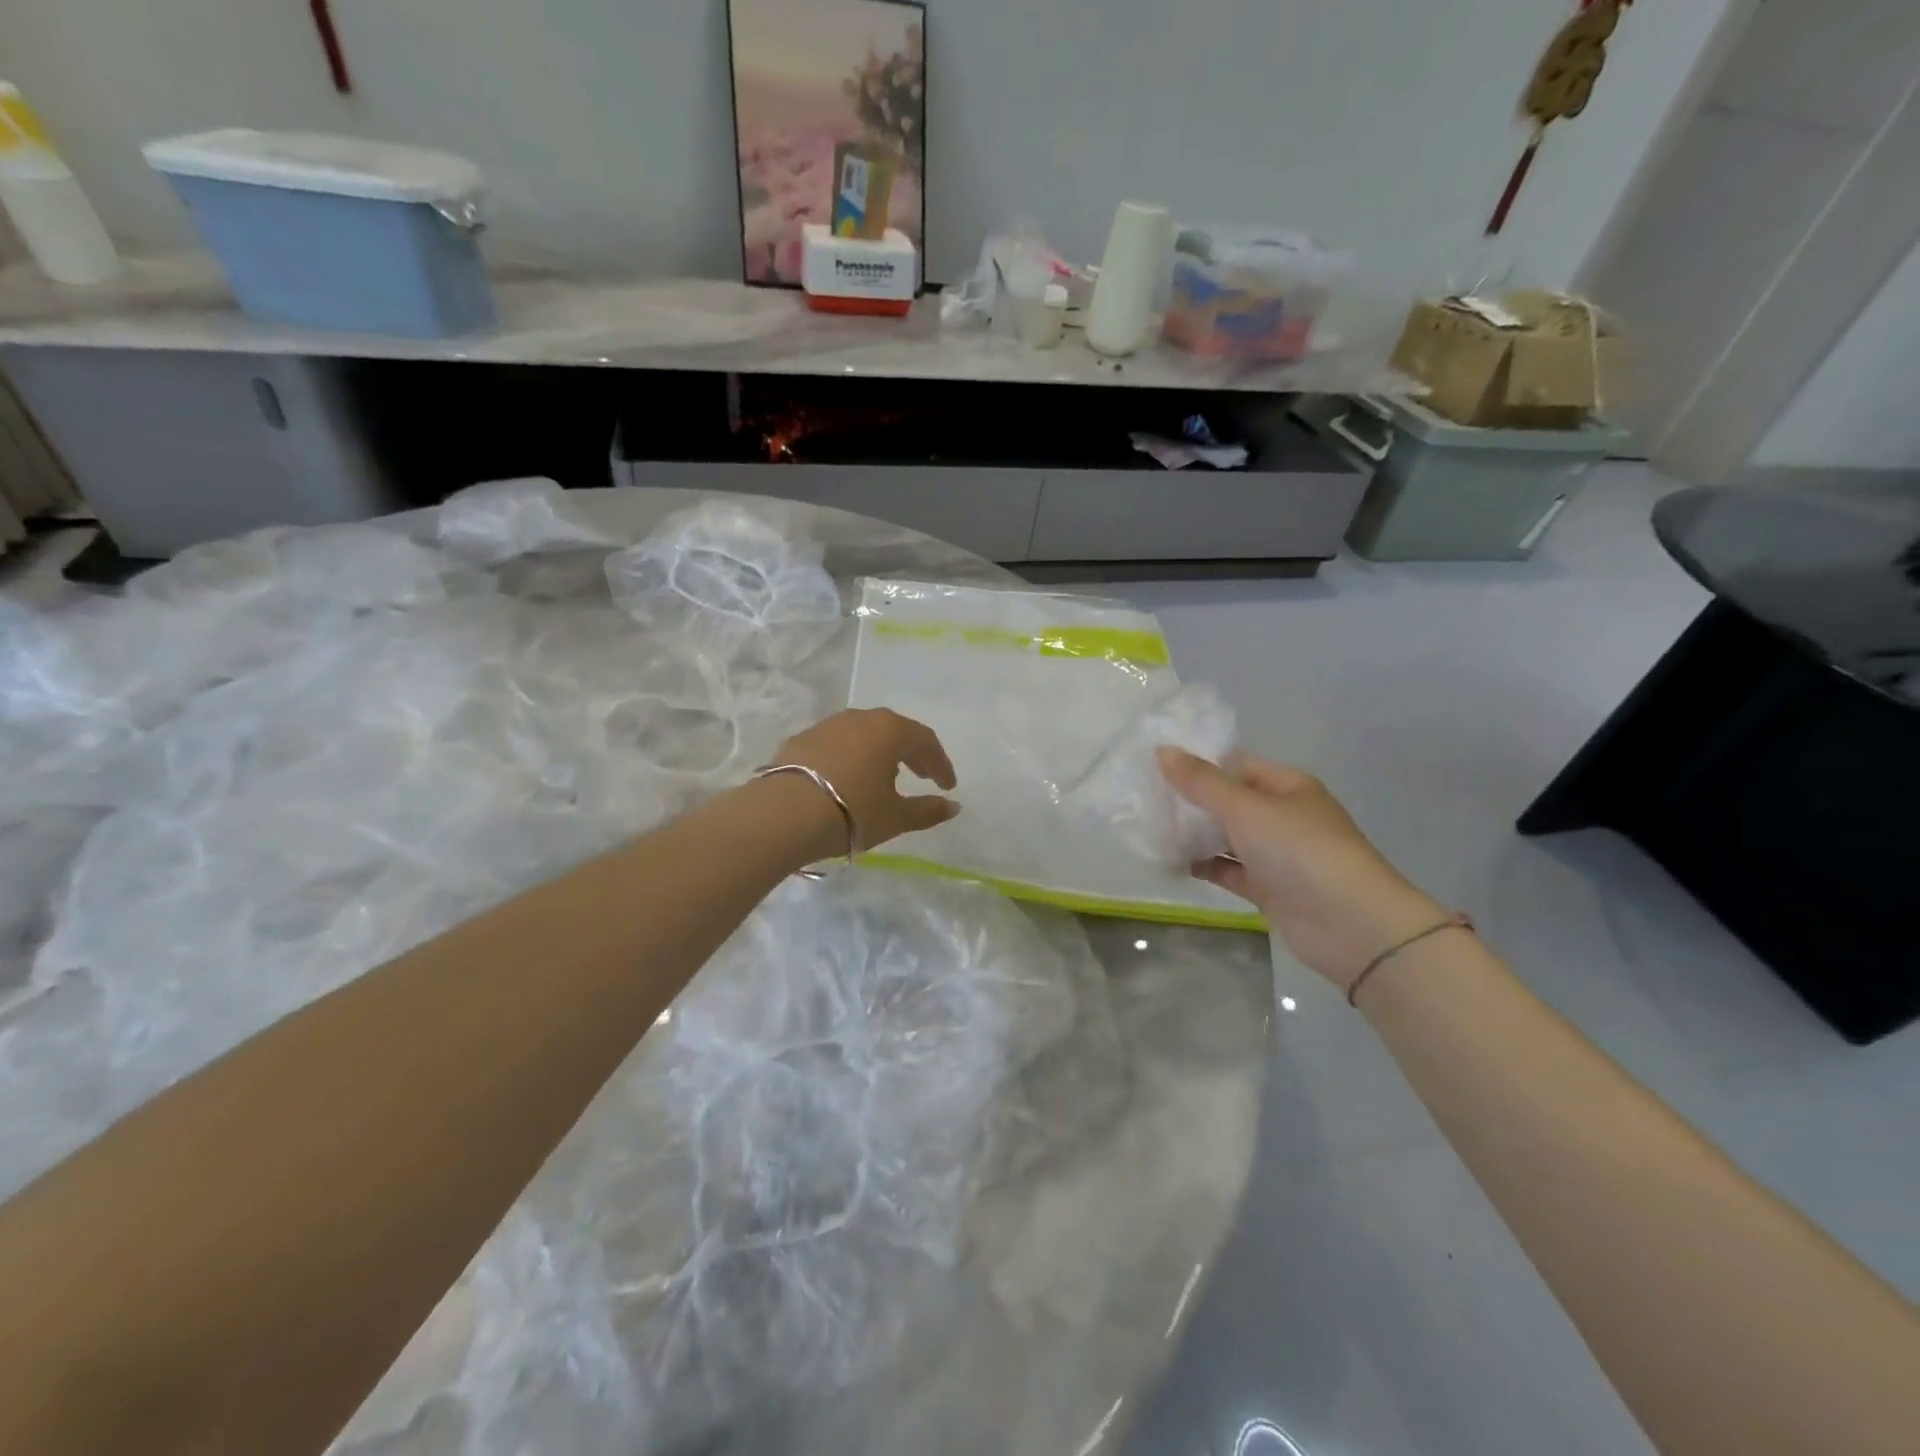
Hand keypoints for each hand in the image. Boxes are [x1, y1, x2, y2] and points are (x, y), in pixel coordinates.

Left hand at [767, 709, 959, 855]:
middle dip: (912, 754)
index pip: (925, 741)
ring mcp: (827, 725)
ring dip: (879, 752)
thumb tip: (953, 807)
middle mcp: (860, 718)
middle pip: (895, 731)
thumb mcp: (895, 817)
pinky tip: (846, 779)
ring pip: (863, 734)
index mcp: (890, 730)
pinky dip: (850, 757)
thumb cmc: (851, 813)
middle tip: (921, 776)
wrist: (782, 815)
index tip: (947, 787)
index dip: (940, 765)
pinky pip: (836, 744)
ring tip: (883, 777)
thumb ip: (928, 810)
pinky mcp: (800, 739)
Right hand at [1158, 749, 1448, 992]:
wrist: (1351, 926)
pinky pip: (1228, 870)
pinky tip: (1170, 862)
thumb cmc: (1300, 851)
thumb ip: (1201, 782)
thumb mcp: (1246, 808)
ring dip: (1193, 835)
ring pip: (1226, 837)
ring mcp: (1276, 854)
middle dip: (1190, 801)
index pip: (1235, 765)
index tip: (1154, 767)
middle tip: (1143, 799)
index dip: (1198, 764)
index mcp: (1286, 786)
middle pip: (1228, 801)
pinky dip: (1202, 865)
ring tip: (1148, 829)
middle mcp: (1282, 816)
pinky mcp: (1268, 888)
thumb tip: (1162, 750)